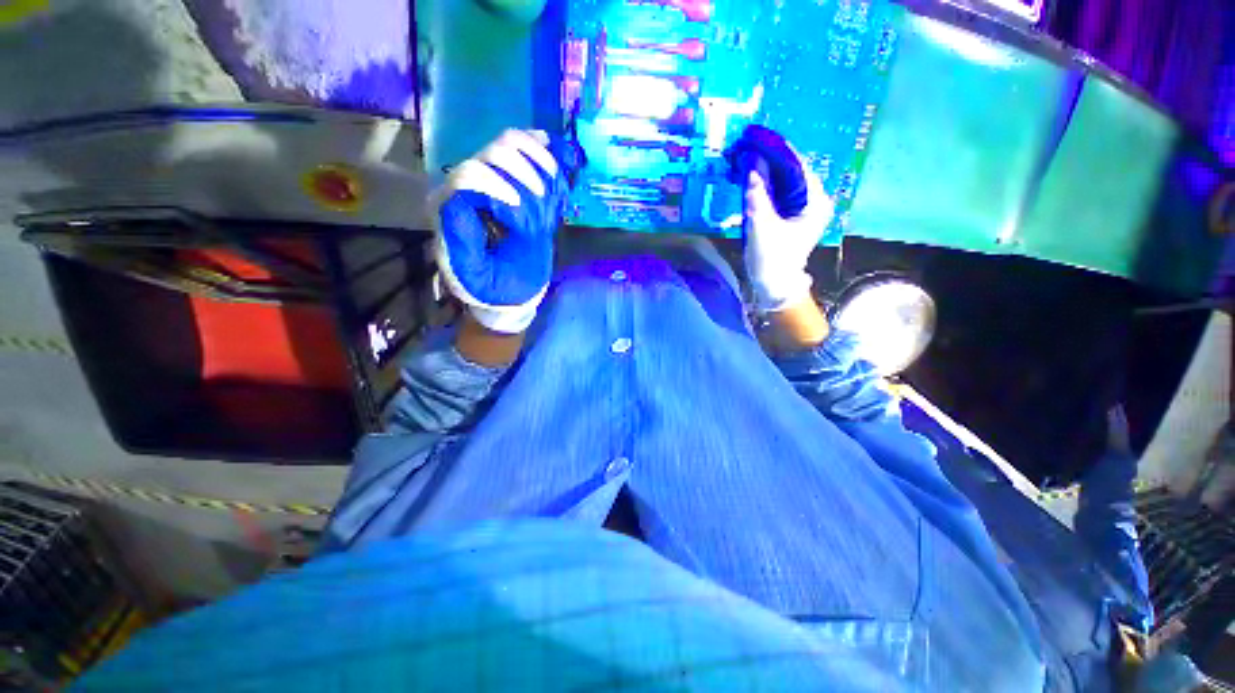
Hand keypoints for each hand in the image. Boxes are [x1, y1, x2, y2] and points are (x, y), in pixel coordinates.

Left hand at [431, 129, 572, 333]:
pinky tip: (552, 158)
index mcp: (451, 209)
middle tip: (541, 197)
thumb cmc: (493, 286)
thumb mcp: (475, 276)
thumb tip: (462, 205)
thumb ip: (463, 244)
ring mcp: (489, 180)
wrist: (507, 289)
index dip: (495, 183)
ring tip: (553, 178)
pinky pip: (522, 152)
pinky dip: (540, 150)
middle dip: (522, 170)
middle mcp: (466, 187)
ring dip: (535, 157)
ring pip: (507, 144)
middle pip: (491, 153)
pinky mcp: (508, 183)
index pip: (467, 175)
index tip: (520, 206)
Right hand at [743, 151, 833, 312]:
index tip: (755, 135)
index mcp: (814, 201)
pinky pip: (775, 191)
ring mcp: (800, 206)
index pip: (796, 165)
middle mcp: (812, 199)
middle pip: (790, 169)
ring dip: (762, 168)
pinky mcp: (788, 213)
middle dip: (767, 157)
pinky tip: (746, 175)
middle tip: (744, 144)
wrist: (773, 287)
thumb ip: (757, 194)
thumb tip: (751, 162)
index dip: (775, 149)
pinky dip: (761, 182)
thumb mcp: (762, 227)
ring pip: (781, 179)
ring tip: (742, 155)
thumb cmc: (771, 260)